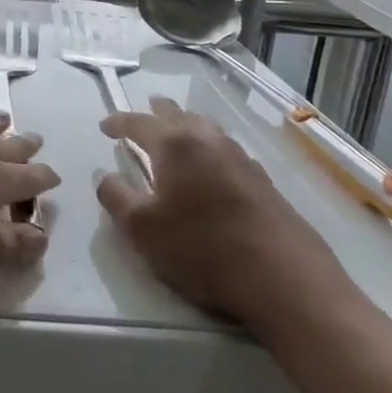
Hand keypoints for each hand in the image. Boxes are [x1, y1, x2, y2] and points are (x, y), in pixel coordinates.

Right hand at [96, 97, 352, 331]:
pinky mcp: (265, 182)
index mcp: (175, 146)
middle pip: (178, 114)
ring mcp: (242, 160)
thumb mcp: (142, 230)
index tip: (105, 126)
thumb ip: (116, 197)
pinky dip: (210, 146)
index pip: (139, 123)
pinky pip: (227, 149)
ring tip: (177, 130)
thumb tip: (106, 176)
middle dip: (157, 111)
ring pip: (207, 128)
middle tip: (145, 110)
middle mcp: (208, 142)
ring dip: (187, 124)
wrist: (287, 281)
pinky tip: (213, 164)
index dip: (118, 122)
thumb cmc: (203, 250)